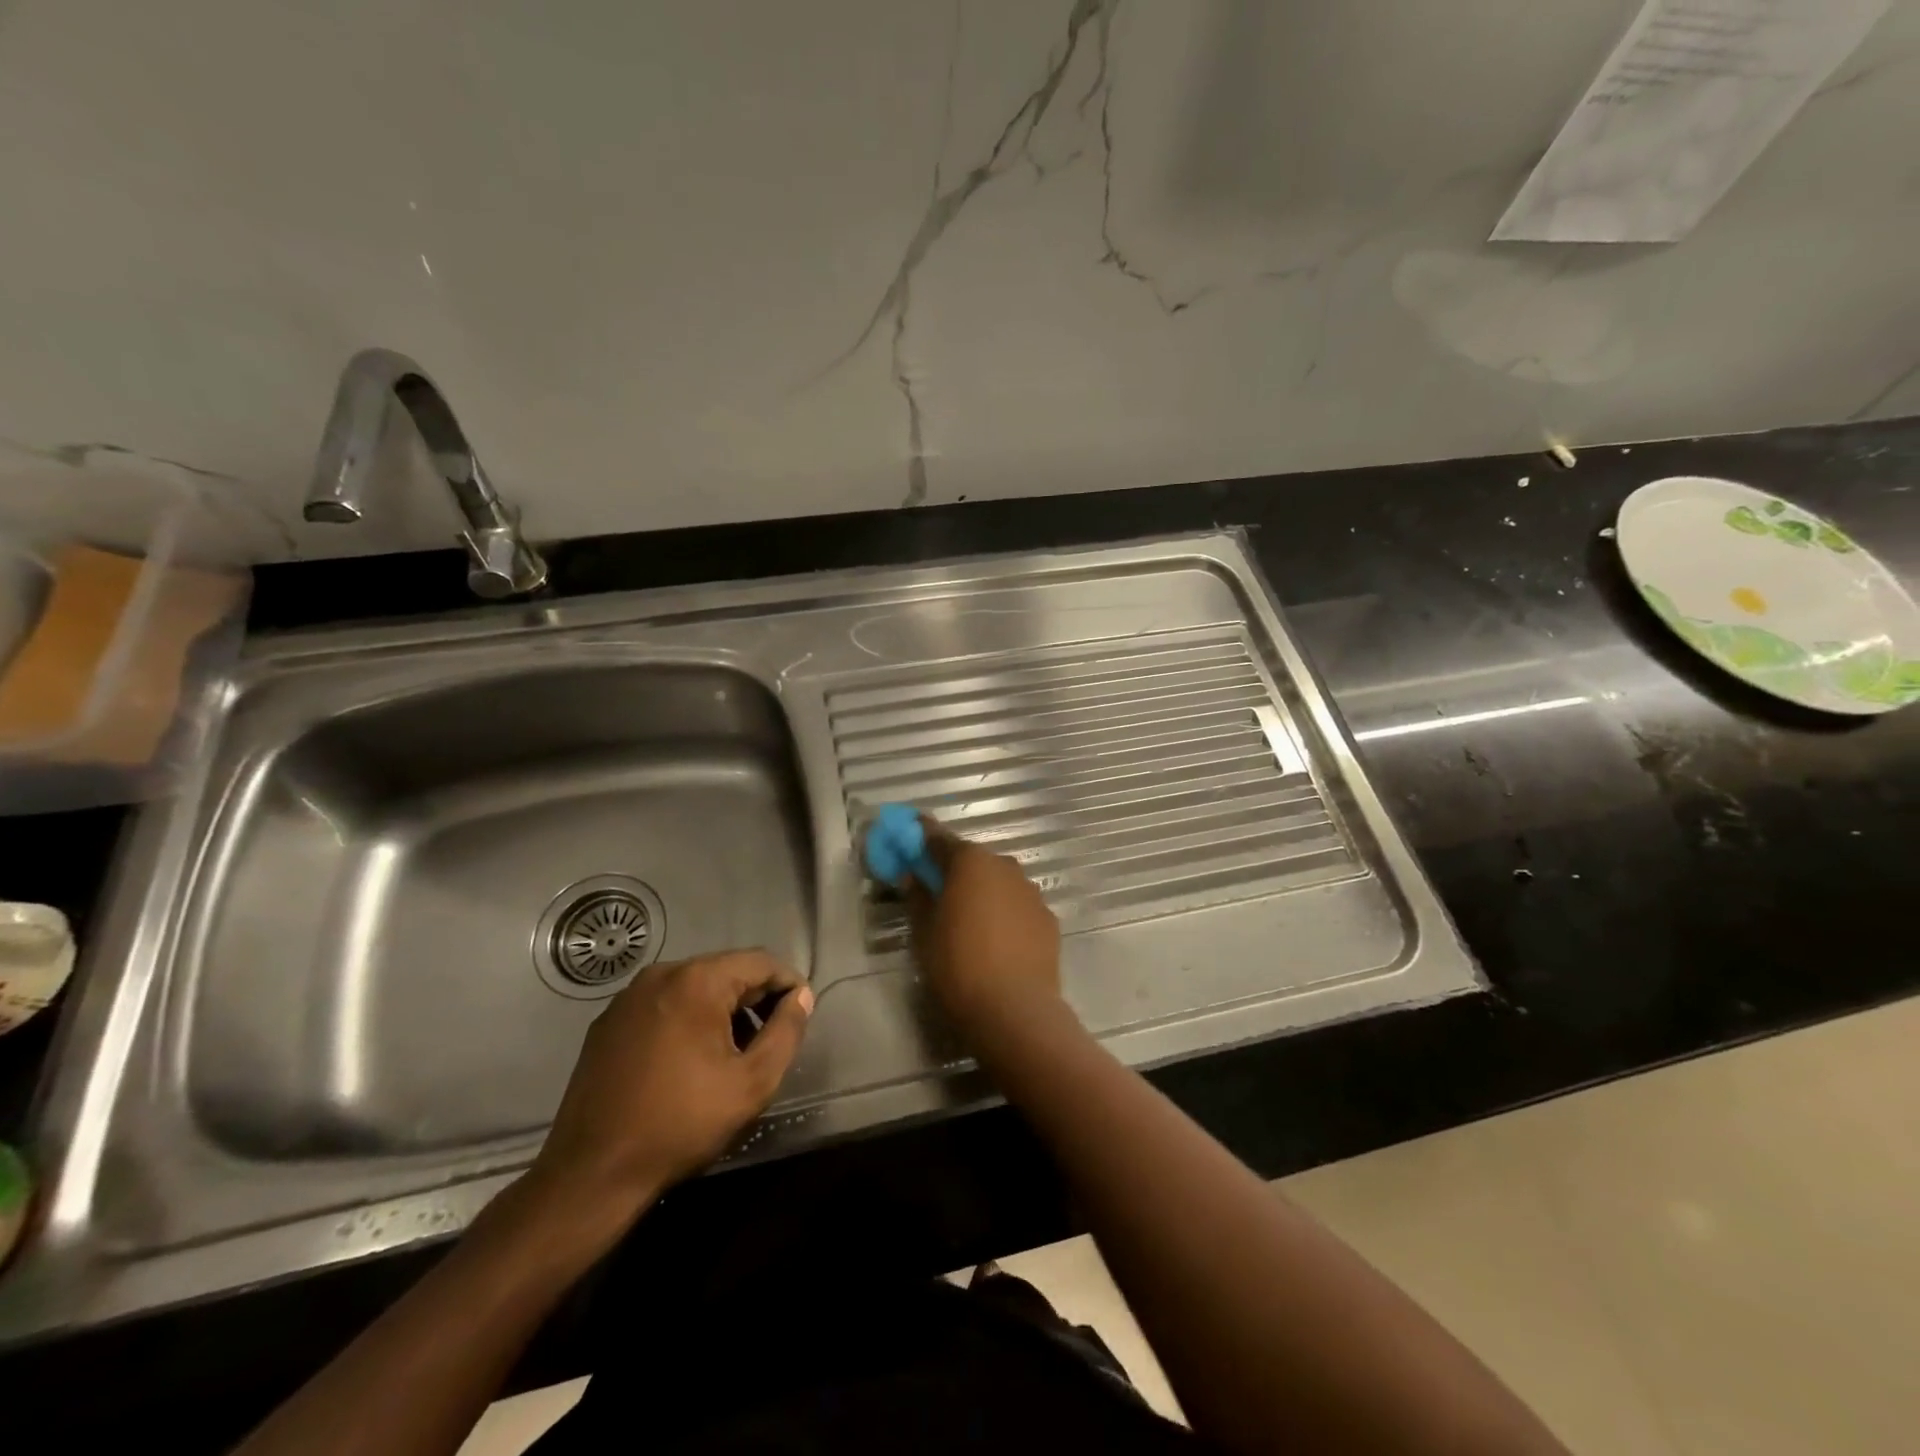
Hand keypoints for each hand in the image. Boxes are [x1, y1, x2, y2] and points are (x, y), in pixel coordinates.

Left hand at [525, 950, 812, 1227]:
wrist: (592, 1174)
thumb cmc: (681, 1124)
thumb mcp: (752, 1082)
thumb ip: (786, 1032)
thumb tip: (801, 997)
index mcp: (696, 980)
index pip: (760, 962)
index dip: (788, 984)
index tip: (801, 1015)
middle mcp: (660, 974)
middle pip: (726, 971)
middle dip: (754, 999)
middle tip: (769, 1039)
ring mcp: (628, 997)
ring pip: (693, 987)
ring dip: (721, 1010)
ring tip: (732, 1053)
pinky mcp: (607, 1023)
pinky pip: (663, 1005)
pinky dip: (687, 1020)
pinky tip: (689, 1061)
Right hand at [906, 821, 1063, 1045]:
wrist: (1014, 1009)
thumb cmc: (957, 965)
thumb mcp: (923, 931)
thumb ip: (917, 896)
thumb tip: (913, 875)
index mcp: (970, 861)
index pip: (938, 839)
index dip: (921, 838)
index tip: (908, 839)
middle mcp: (1004, 865)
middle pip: (973, 859)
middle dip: (954, 870)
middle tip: (936, 891)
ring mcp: (1031, 891)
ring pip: (999, 882)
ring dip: (983, 891)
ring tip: (968, 921)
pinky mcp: (1048, 918)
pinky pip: (1018, 906)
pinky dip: (1005, 913)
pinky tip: (996, 940)